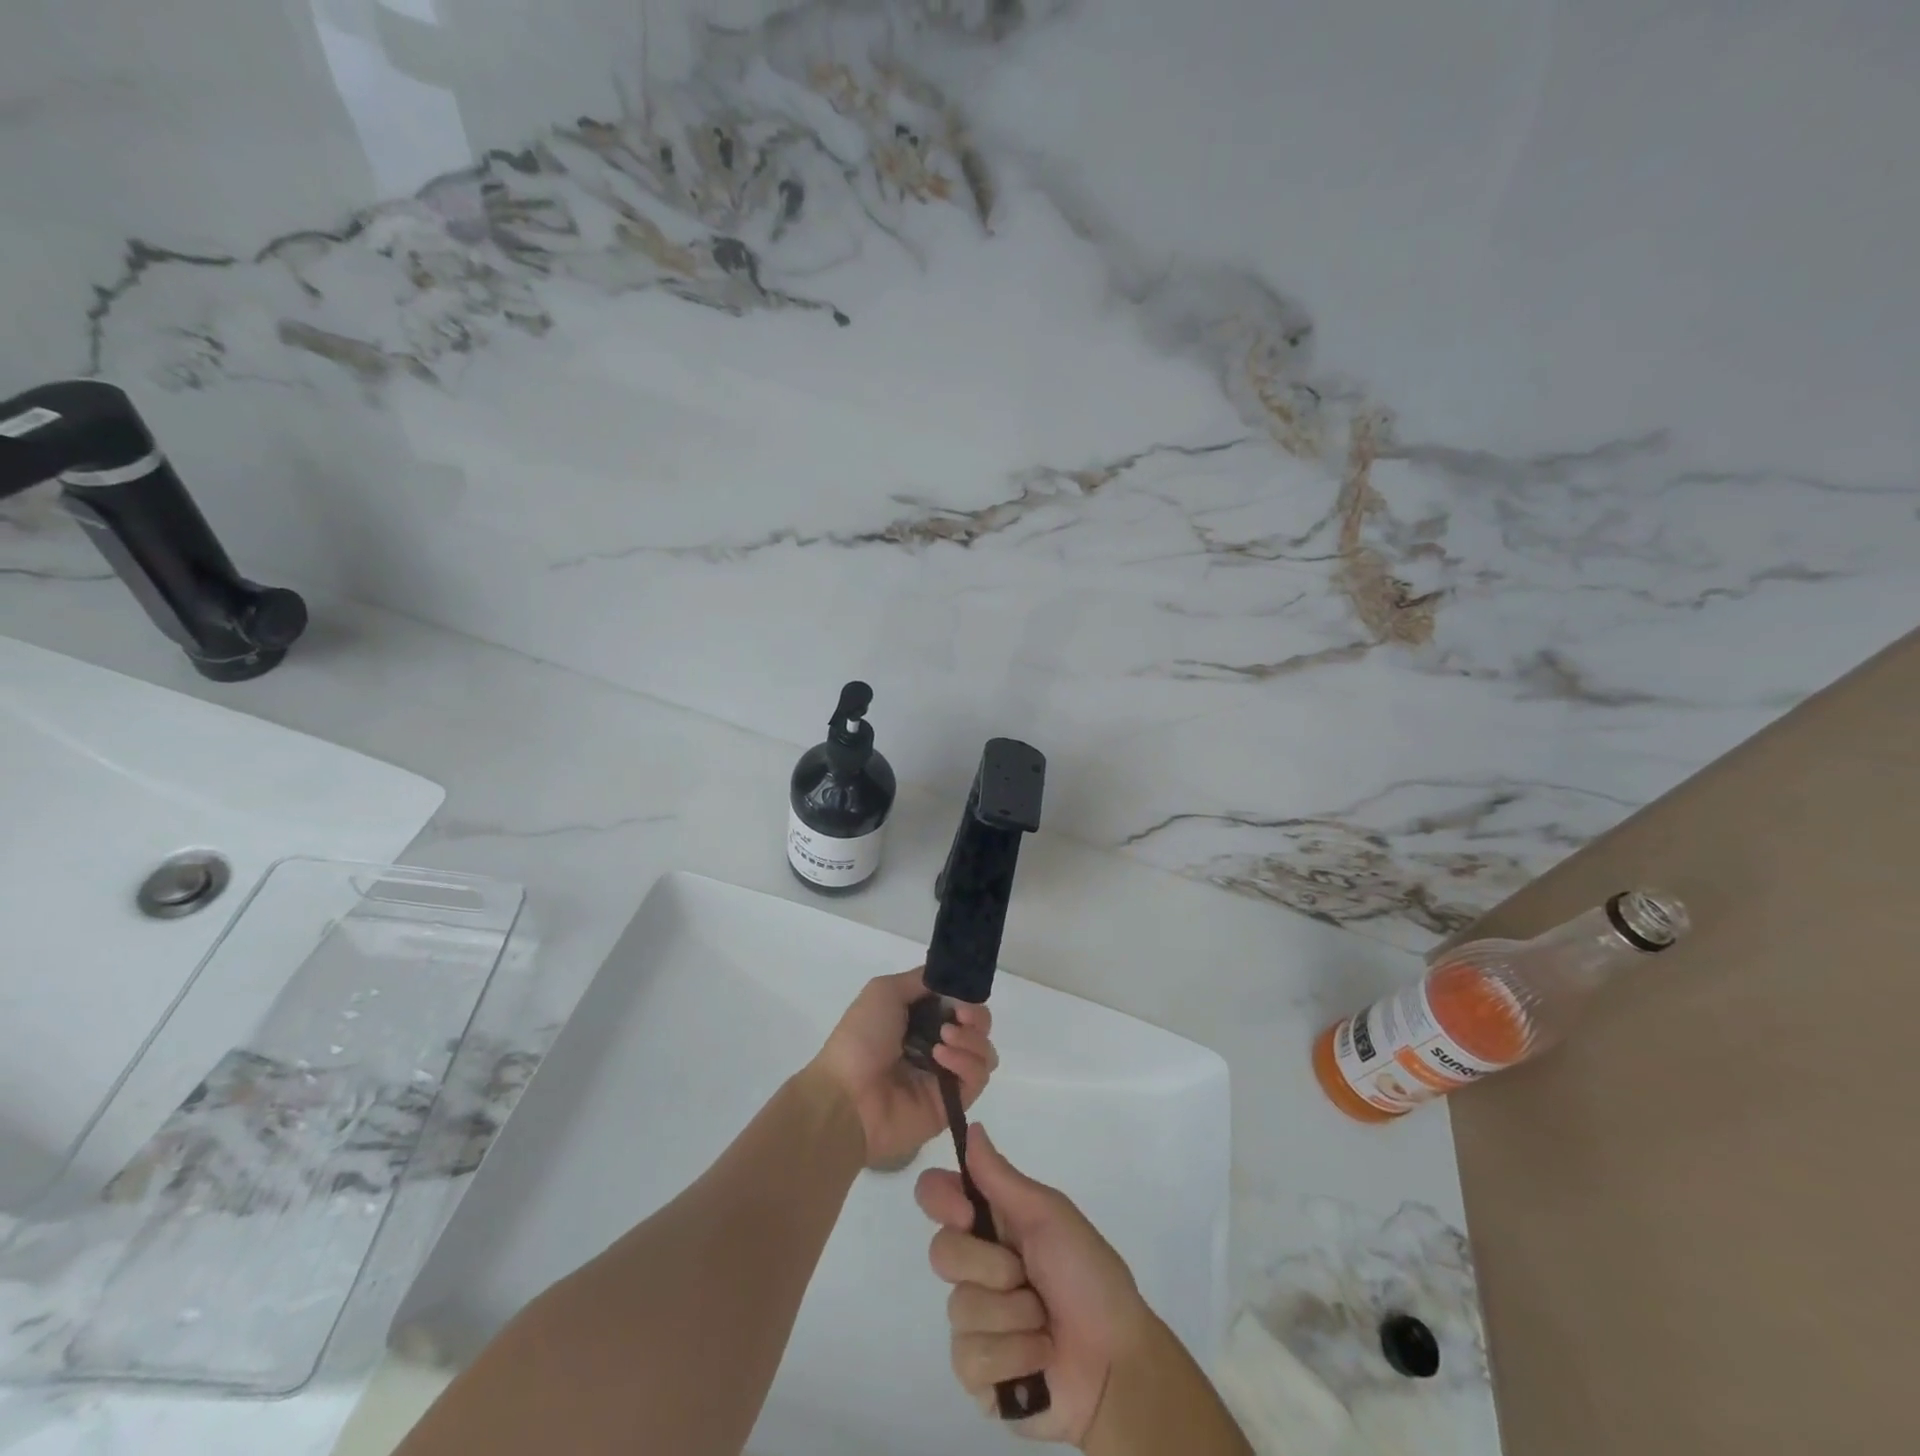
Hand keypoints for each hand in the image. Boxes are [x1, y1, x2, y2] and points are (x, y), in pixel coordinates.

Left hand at [809, 969, 996, 1170]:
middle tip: (960, 1017)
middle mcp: (937, 1044)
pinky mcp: (953, 1104)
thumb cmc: (861, 1038)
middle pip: (978, 1027)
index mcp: (919, 1019)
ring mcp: (946, 1075)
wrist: (847, 1096)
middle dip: (976, 1016)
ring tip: (944, 1039)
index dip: (966, 996)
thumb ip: (921, 980)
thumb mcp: (884, 991)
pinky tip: (942, 1058)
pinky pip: (977, 1078)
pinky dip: (966, 1062)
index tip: (962, 995)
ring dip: (971, 1039)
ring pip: (985, 1052)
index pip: (959, 1003)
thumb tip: (950, 979)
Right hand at [916, 1126, 1153, 1445]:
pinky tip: (1038, 1356)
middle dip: (992, 1267)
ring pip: (959, 1308)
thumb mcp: (1048, 1215)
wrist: (1116, 1361)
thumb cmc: (1088, 1274)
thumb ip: (1001, 1177)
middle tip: (1027, 1275)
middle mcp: (975, 1266)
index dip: (939, 1199)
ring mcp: (973, 1321)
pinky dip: (1013, 1355)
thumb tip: (972, 1127)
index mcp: (991, 1222)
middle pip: (942, 1252)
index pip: (936, 1195)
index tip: (966, 1213)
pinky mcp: (977, 1373)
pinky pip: (970, 1358)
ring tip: (1043, 1322)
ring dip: (1012, 1316)